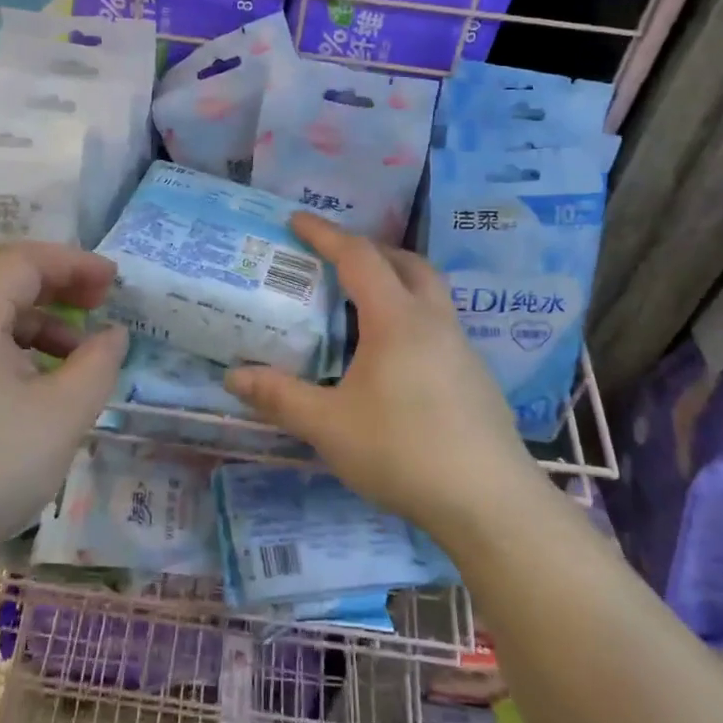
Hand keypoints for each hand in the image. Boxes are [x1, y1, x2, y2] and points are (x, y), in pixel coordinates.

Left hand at [0, 244, 128, 584]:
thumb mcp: (62, 414)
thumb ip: (98, 364)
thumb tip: (112, 335)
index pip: (25, 261)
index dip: (76, 264)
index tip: (116, 282)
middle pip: (5, 285)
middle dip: (60, 291)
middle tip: (102, 308)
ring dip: (41, 328)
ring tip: (79, 361)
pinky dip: (16, 356)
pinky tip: (40, 392)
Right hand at [224, 213, 536, 543]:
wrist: (489, 502)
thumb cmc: (402, 452)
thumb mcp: (328, 426)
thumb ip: (280, 397)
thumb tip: (233, 377)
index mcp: (396, 319)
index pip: (358, 257)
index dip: (325, 234)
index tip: (296, 220)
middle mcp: (433, 321)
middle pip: (405, 262)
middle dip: (368, 250)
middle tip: (334, 261)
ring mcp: (461, 347)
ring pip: (429, 292)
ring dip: (395, 281)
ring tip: (360, 306)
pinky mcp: (475, 375)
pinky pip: (438, 324)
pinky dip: (410, 317)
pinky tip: (394, 359)